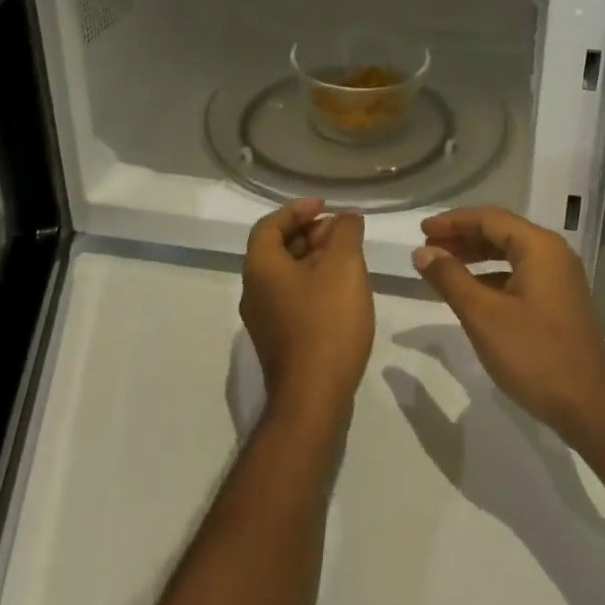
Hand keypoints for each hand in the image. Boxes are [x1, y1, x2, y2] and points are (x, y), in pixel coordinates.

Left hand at [240, 199, 374, 426]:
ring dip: (315, 258)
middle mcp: (255, 291)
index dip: (297, 210)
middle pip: (278, 248)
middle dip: (310, 233)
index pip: (270, 225)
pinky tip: (342, 291)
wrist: (313, 398)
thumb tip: (346, 218)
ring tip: (349, 257)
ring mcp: (265, 319)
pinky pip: (293, 297)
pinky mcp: (279, 340)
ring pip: (288, 274)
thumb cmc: (326, 322)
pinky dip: (314, 283)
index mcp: (261, 268)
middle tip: (342, 231)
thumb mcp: (343, 266)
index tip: (326, 207)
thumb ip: (345, 233)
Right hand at [412, 207, 604, 448]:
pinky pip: (520, 274)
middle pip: (501, 232)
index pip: (489, 218)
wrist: (590, 408)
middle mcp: (553, 254)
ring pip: (510, 254)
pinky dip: (492, 276)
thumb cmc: (534, 355)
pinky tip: (471, 292)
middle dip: (463, 237)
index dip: (453, 222)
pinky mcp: (560, 301)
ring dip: (476, 257)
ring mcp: (560, 278)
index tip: (422, 231)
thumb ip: (450, 278)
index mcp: (539, 247)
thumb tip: (422, 252)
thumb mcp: (483, 316)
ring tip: (443, 266)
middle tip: (428, 248)